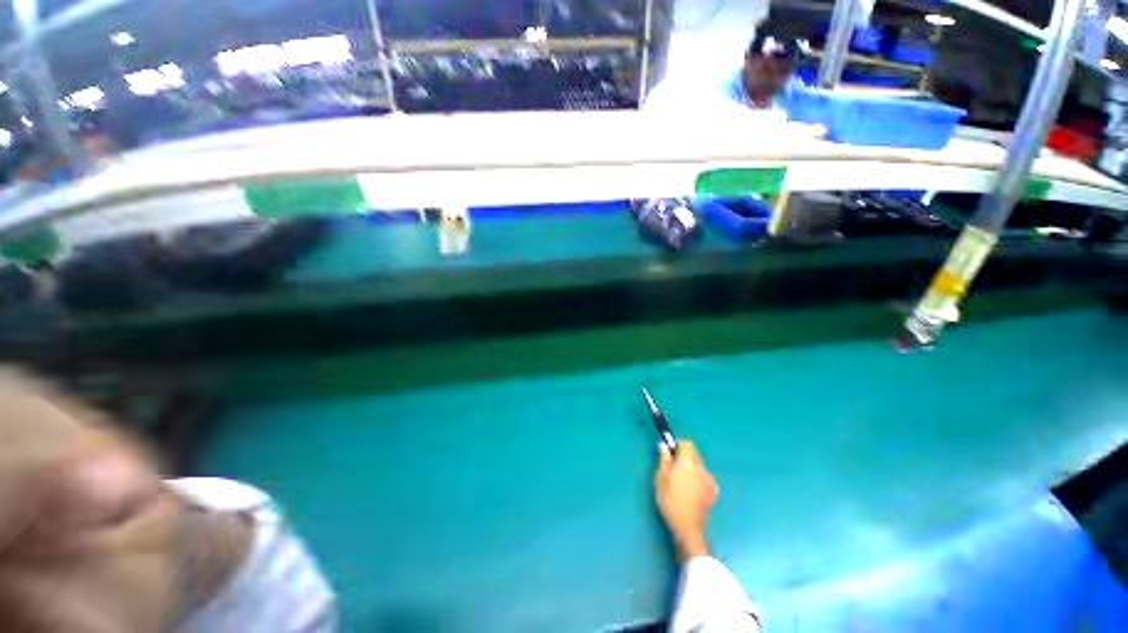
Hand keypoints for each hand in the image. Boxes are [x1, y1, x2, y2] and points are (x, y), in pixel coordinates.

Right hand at [654, 440, 717, 560]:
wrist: (687, 527)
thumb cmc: (670, 499)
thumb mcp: (661, 477)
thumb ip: (664, 459)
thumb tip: (664, 445)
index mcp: (688, 462)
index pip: (688, 444)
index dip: (678, 444)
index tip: (670, 452)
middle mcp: (702, 468)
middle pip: (694, 454)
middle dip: (684, 456)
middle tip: (672, 467)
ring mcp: (709, 481)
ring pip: (699, 466)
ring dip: (691, 468)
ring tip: (680, 481)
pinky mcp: (713, 492)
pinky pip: (704, 478)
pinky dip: (697, 479)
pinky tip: (690, 491)